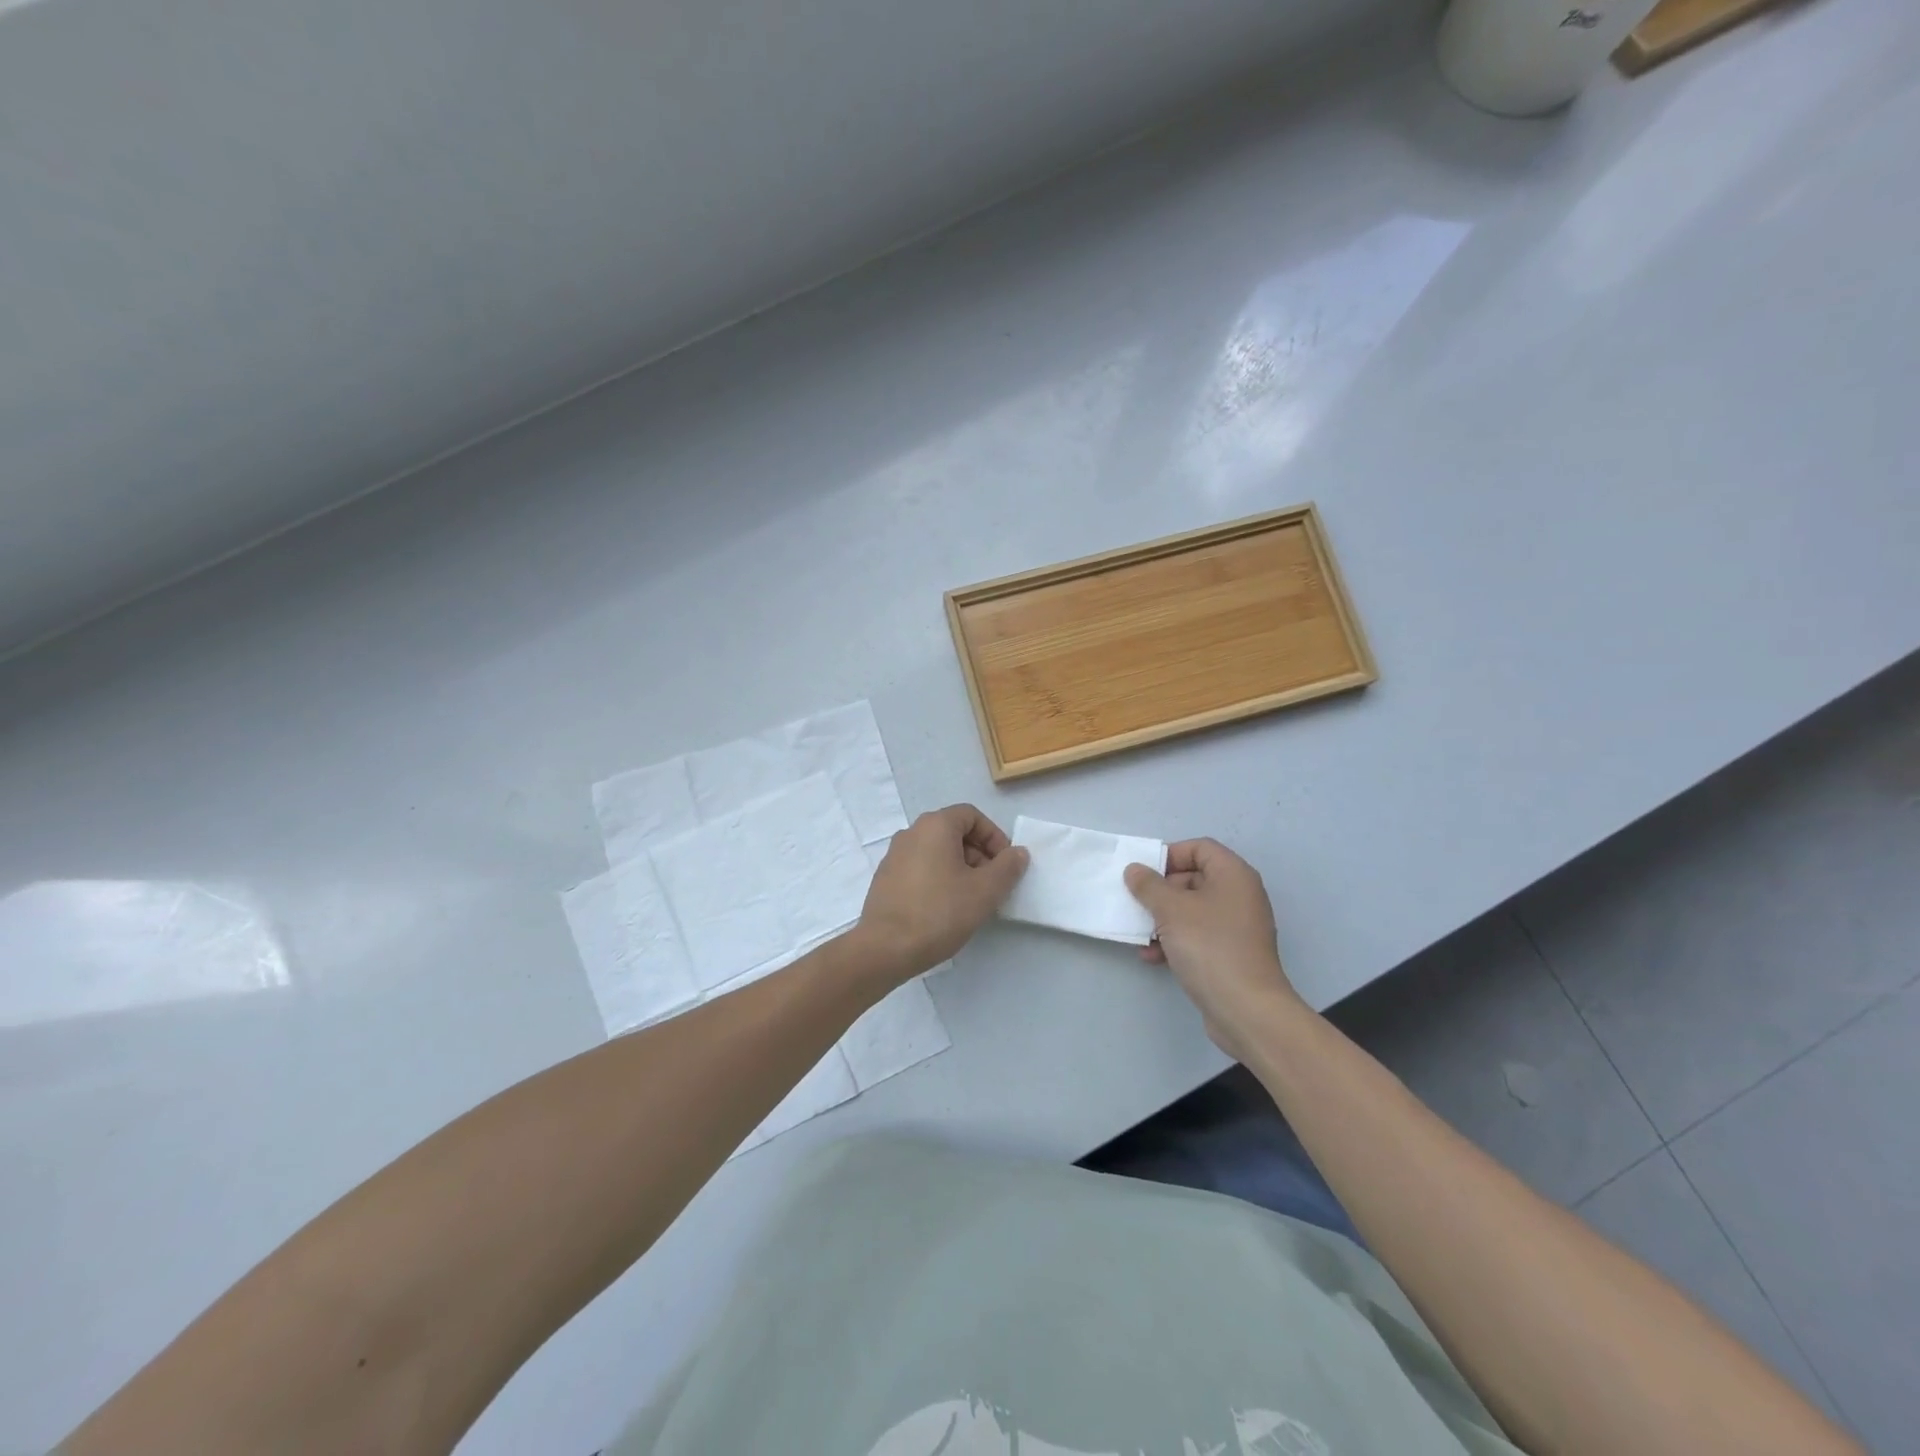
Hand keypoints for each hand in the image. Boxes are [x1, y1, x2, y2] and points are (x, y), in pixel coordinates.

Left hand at [854, 805, 1028, 980]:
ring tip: (971, 900)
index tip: (1005, 865)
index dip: (994, 836)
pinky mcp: (885, 878)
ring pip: (937, 851)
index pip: (971, 815)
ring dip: (960, 868)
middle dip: (979, 854)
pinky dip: (939, 878)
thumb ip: (1007, 868)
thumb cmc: (939, 913)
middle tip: (992, 884)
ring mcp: (894, 855)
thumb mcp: (984, 891)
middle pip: (954, 832)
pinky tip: (945, 909)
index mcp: (934, 826)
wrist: (884, 948)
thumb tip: (1018, 853)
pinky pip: (920, 868)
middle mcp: (911, 832)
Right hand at [1124, 839, 1304, 1059]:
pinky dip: (1175, 941)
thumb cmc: (1210, 947)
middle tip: (1139, 904)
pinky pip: (1198, 935)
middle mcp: (1240, 895)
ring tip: (1142, 934)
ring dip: (1163, 919)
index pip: (1199, 847)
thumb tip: (1135, 870)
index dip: (1169, 855)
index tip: (1144, 874)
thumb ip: (1148, 885)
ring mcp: (1237, 927)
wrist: (1247, 1011)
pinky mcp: (1231, 954)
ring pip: (1192, 910)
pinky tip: (1153, 957)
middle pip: (1194, 878)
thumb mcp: (1171, 910)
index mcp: (1233, 875)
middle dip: (1161, 891)